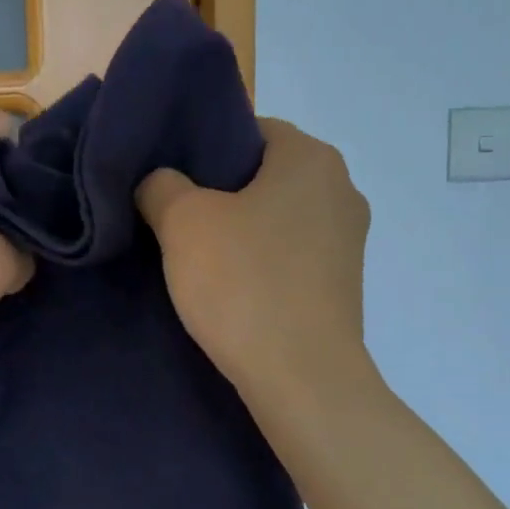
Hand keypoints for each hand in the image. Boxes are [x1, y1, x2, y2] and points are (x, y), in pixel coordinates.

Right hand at [137, 117, 369, 394]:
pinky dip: (265, 265)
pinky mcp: (345, 285)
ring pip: (280, 219)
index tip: (176, 185)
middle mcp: (342, 190)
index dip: (206, 152)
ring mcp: (350, 241)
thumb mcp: (183, 222)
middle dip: (223, 195)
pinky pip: (294, 257)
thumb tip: (159, 183)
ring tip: (201, 261)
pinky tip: (235, 292)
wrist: (303, 378)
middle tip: (178, 222)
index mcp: (312, 158)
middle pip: (267, 175)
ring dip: (243, 233)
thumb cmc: (244, 283)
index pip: (251, 130)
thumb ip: (161, 185)